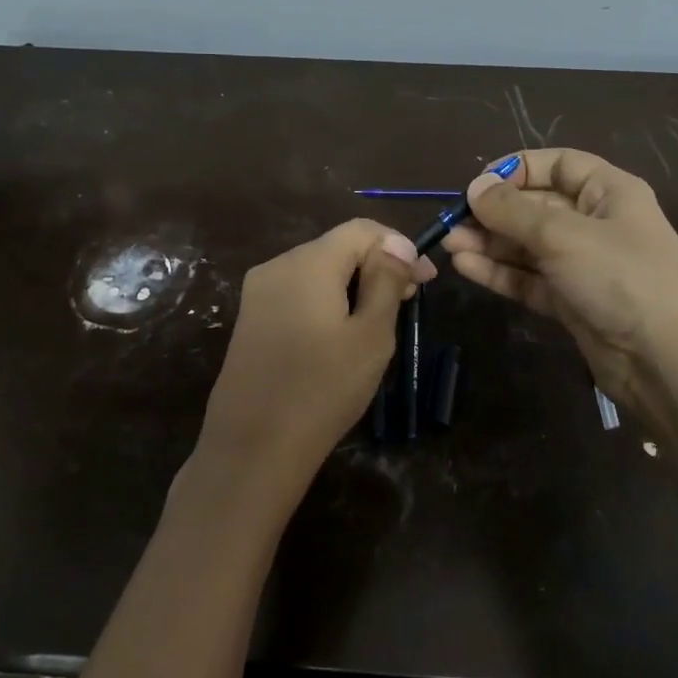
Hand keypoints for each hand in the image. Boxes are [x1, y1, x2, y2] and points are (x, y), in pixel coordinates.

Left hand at [193, 220, 435, 510]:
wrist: (252, 447)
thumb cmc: (322, 390)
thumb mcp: (370, 335)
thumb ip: (385, 280)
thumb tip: (396, 243)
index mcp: (307, 262)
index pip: (361, 230)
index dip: (398, 246)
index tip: (426, 280)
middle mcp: (277, 266)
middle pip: (337, 248)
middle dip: (377, 266)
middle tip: (410, 302)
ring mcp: (258, 293)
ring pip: (318, 271)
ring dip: (354, 285)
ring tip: (381, 320)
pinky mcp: (250, 319)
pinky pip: (298, 294)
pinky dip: (327, 301)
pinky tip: (342, 334)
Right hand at [443, 148, 677, 417]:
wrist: (667, 363)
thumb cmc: (622, 279)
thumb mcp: (564, 236)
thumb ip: (513, 211)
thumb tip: (474, 187)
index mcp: (609, 193)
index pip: (559, 165)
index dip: (519, 169)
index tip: (479, 183)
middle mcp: (596, 224)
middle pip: (537, 207)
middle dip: (495, 212)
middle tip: (453, 222)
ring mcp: (583, 265)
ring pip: (527, 245)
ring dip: (490, 243)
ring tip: (450, 245)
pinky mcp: (571, 301)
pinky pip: (529, 278)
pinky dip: (499, 272)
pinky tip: (465, 267)